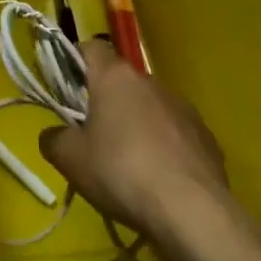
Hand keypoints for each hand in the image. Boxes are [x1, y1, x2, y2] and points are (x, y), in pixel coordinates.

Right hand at [39, 40, 256, 260]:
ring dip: (136, 123)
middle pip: (121, 81)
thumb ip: (53, 138)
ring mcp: (184, 109)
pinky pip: (175, 133)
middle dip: (105, 100)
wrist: (193, 214)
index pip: (91, 47)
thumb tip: (55, 135)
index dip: (74, 61)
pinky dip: (163, 146)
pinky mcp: (207, 138)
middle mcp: (151, 83)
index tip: (65, 87)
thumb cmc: (121, 172)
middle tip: (90, 133)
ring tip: (127, 162)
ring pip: (149, 106)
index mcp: (115, 77)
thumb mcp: (69, 159)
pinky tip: (158, 178)